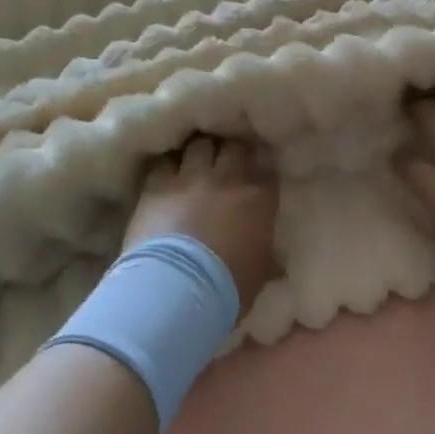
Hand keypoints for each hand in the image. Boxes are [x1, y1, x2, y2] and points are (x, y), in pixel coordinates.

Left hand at [124, 135, 279, 314]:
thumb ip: (267, 257)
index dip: (262, 163)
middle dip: (231, 149)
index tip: (258, 167)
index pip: (267, 166)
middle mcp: (227, 178)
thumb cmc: (227, 288)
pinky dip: (169, 164)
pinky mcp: (158, 184)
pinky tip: (168, 172)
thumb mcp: (260, 274)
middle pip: (233, 145)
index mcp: (259, 199)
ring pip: (200, 144)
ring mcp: (191, 177)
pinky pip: (165, 161)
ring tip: (195, 160)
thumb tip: (276, 263)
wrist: (178, 288)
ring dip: (200, 151)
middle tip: (226, 159)